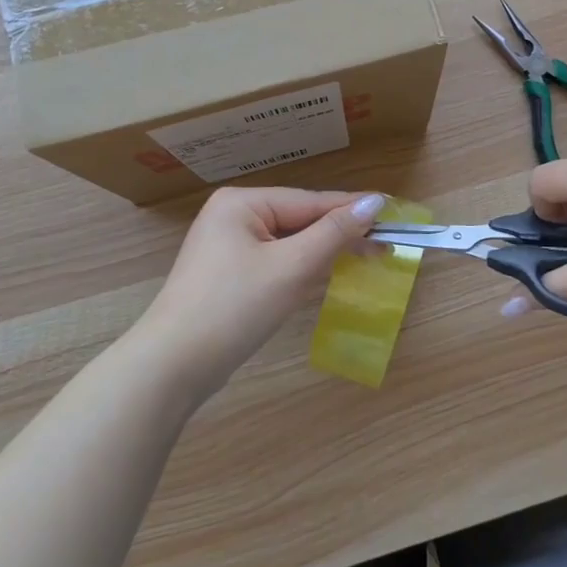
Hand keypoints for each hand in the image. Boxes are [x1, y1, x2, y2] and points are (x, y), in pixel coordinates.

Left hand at [136, 187, 387, 399]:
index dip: (353, 209)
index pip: (311, 201)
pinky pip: (274, 263)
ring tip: (365, 257)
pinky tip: (324, 276)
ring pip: (289, 243)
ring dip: (323, 253)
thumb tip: (375, 200)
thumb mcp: (292, 267)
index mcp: (242, 203)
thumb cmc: (234, 307)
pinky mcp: (227, 276)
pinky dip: (300, 270)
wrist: (172, 366)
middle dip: (339, 234)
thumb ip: (335, 232)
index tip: (394, 212)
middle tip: (385, 245)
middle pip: (300, 220)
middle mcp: (232, 216)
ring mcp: (226, 247)